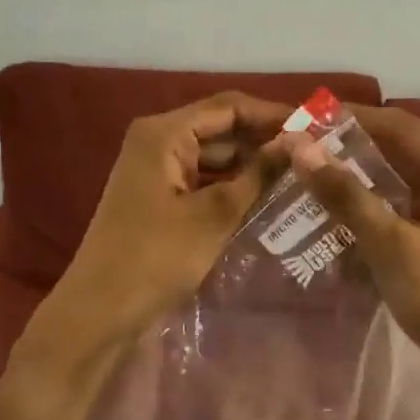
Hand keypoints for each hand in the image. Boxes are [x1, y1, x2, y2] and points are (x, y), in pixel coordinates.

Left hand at [40, 93, 291, 350]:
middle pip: (220, 129)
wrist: (102, 311)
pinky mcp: (159, 200)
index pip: (229, 107)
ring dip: (251, 167)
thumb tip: (299, 142)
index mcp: (164, 134)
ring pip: (214, 158)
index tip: (317, 128)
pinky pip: (203, 182)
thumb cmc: (157, 257)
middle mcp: (157, 143)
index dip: (273, 114)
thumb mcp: (215, 214)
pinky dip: (232, 188)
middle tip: (314, 157)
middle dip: (264, 141)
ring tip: (300, 177)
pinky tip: (266, 201)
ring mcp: (156, 172)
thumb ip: (259, 174)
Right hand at [288, 107, 419, 419]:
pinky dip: (366, 209)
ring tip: (305, 175)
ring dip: (354, 179)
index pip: (400, 125)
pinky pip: (397, 210)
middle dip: (348, 149)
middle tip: (297, 148)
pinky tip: (331, 214)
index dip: (350, 118)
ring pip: (394, 182)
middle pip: (397, 151)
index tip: (303, 118)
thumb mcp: (391, 244)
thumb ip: (346, 195)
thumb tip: (301, 148)